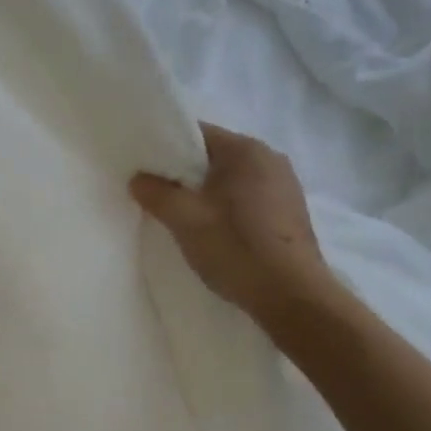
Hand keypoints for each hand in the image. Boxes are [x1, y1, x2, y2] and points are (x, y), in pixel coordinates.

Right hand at [131, 123, 334, 332]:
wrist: (292, 297)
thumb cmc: (236, 247)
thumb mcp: (184, 219)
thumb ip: (156, 193)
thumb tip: (139, 179)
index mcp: (246, 150)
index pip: (196, 133)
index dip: (165, 148)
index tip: (145, 169)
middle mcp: (271, 158)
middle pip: (214, 156)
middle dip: (185, 173)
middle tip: (157, 195)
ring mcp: (286, 186)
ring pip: (231, 180)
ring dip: (206, 193)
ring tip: (183, 217)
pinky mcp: (290, 212)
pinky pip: (248, 198)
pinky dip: (227, 208)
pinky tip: (215, 232)